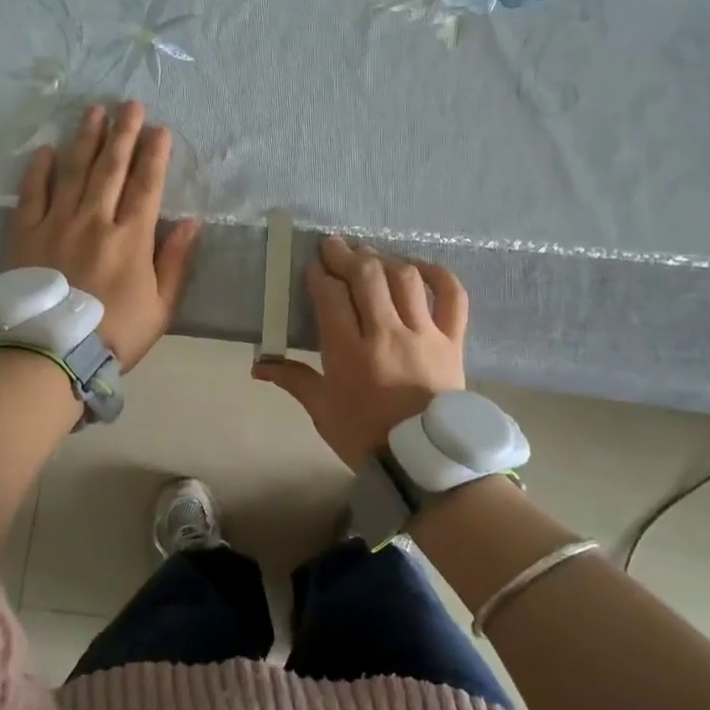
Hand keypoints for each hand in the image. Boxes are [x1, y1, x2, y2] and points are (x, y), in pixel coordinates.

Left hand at [6, 102, 200, 370]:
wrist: (49, 354)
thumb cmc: (113, 335)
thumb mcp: (160, 307)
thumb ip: (175, 262)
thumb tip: (192, 222)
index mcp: (131, 238)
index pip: (147, 186)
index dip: (155, 155)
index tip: (161, 129)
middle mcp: (94, 220)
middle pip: (111, 168)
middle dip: (123, 133)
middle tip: (129, 104)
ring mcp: (55, 223)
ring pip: (73, 171)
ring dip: (86, 139)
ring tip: (93, 112)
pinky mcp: (23, 233)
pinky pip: (31, 193)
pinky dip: (39, 170)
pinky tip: (46, 150)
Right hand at [251, 236, 467, 469]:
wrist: (424, 463)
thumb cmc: (365, 437)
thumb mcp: (322, 410)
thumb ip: (293, 380)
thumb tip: (257, 366)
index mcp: (350, 353)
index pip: (331, 297)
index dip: (319, 276)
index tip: (312, 267)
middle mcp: (387, 334)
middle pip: (367, 277)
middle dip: (346, 256)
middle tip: (333, 246)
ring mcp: (424, 334)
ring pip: (405, 279)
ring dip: (384, 259)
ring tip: (369, 254)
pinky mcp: (452, 341)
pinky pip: (452, 298)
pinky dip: (439, 275)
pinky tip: (420, 266)